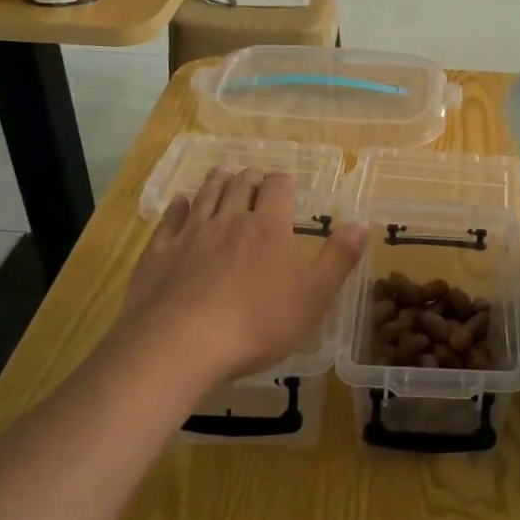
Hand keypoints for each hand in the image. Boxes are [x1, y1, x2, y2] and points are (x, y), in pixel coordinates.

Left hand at [110, 167, 365, 386]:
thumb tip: (361, 224)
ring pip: (206, 195)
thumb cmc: (257, 324)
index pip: (277, 187)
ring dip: (217, 181)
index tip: (287, 184)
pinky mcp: (158, 253)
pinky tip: (180, 203)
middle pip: (240, 184)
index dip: (283, 181)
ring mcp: (190, 234)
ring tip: (223, 174)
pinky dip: (178, 206)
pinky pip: (170, 219)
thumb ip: (338, 259)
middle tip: (256, 177)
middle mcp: (229, 220)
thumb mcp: (314, 297)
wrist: (179, 345)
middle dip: (251, 177)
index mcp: (268, 228)